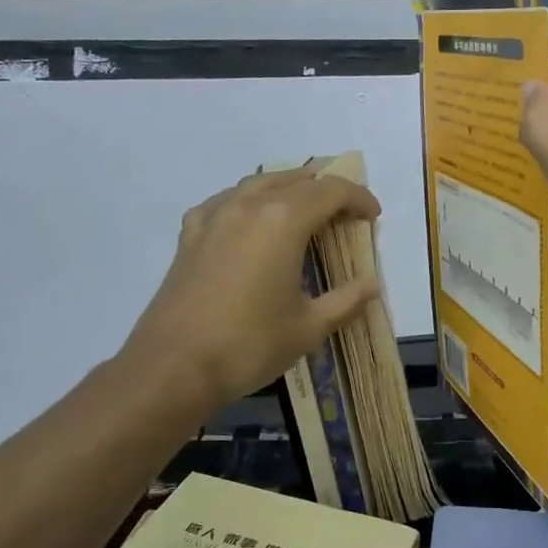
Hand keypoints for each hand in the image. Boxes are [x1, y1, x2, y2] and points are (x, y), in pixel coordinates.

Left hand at [121, 170, 382, 415]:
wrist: (174, 366)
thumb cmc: (249, 345)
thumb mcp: (309, 327)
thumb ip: (346, 300)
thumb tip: (372, 285)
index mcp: (284, 220)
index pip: (331, 191)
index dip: (358, 198)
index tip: (373, 217)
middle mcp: (249, 206)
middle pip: (296, 181)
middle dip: (326, 191)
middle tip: (345, 215)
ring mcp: (214, 217)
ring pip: (258, 184)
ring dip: (287, 188)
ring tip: (304, 207)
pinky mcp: (190, 236)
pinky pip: (224, 202)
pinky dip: (246, 202)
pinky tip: (247, 219)